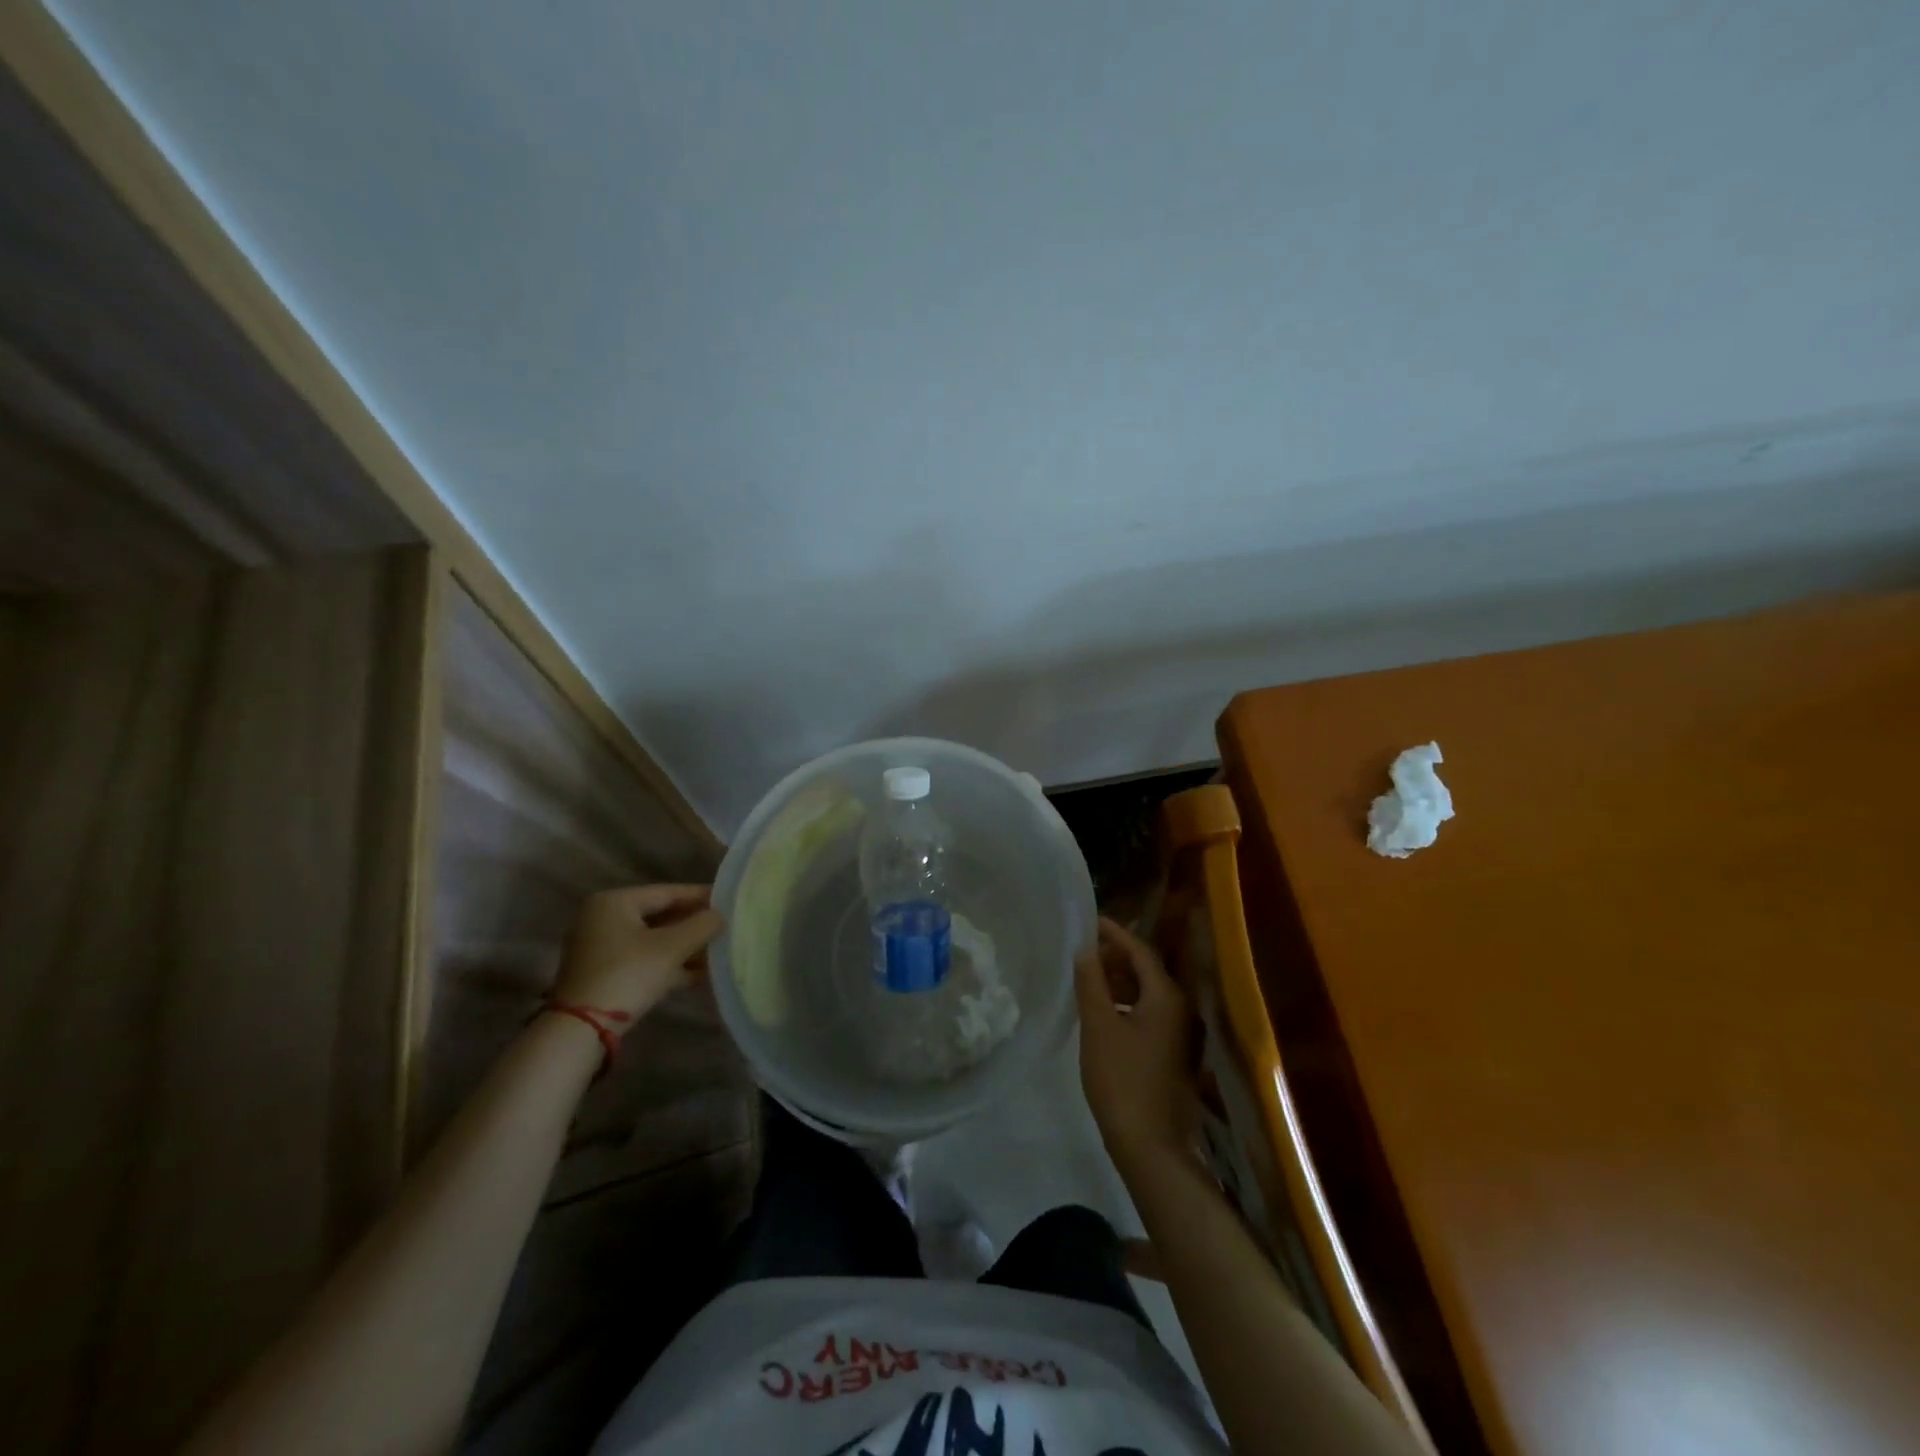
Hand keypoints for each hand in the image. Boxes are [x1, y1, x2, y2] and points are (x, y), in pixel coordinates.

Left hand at [552, 883, 722, 1023]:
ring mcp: (600, 947)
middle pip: (660, 916)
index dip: (701, 897)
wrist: (582, 1029)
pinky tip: (697, 974)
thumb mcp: (672, 947)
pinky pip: (642, 959)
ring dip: (684, 947)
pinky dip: (667, 964)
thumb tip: (720, 915)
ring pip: (653, 940)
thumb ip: (702, 925)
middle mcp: (603, 918)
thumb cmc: (628, 974)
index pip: (667, 892)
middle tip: (725, 928)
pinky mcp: (602, 973)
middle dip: (693, 926)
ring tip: (717, 953)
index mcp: (614, 902)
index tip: (729, 901)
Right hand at [1075, 917, 1199, 1177]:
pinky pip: (1152, 1015)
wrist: (1152, 1147)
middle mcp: (1183, 1010)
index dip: (1115, 934)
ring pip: (1150, 995)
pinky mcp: (1177, 1055)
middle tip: (1085, 952)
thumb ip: (1091, 983)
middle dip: (1117, 958)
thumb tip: (1085, 950)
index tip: (1091, 921)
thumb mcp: (1098, 1027)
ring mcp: (1184, 1035)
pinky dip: (1129, 1005)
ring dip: (1122, 982)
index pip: (1141, 951)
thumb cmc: (1122, 1080)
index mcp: (1167, 997)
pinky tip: (1106, 1015)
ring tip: (1090, 980)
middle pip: (1148, 971)